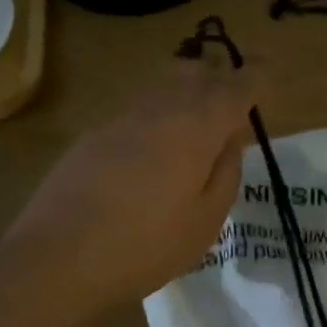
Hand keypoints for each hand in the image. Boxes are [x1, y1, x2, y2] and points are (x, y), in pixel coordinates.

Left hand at [3, 59, 255, 316]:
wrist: (58, 257)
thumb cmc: (146, 245)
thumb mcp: (206, 221)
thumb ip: (226, 173)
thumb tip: (229, 140)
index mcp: (196, 127)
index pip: (235, 87)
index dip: (255, 76)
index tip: (268, 69)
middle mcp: (159, 109)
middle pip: (194, 73)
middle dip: (218, 77)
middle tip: (233, 100)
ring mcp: (121, 118)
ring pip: (162, 86)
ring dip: (186, 92)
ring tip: (197, 120)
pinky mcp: (93, 135)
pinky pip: (138, 109)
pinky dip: (158, 113)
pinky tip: (157, 146)